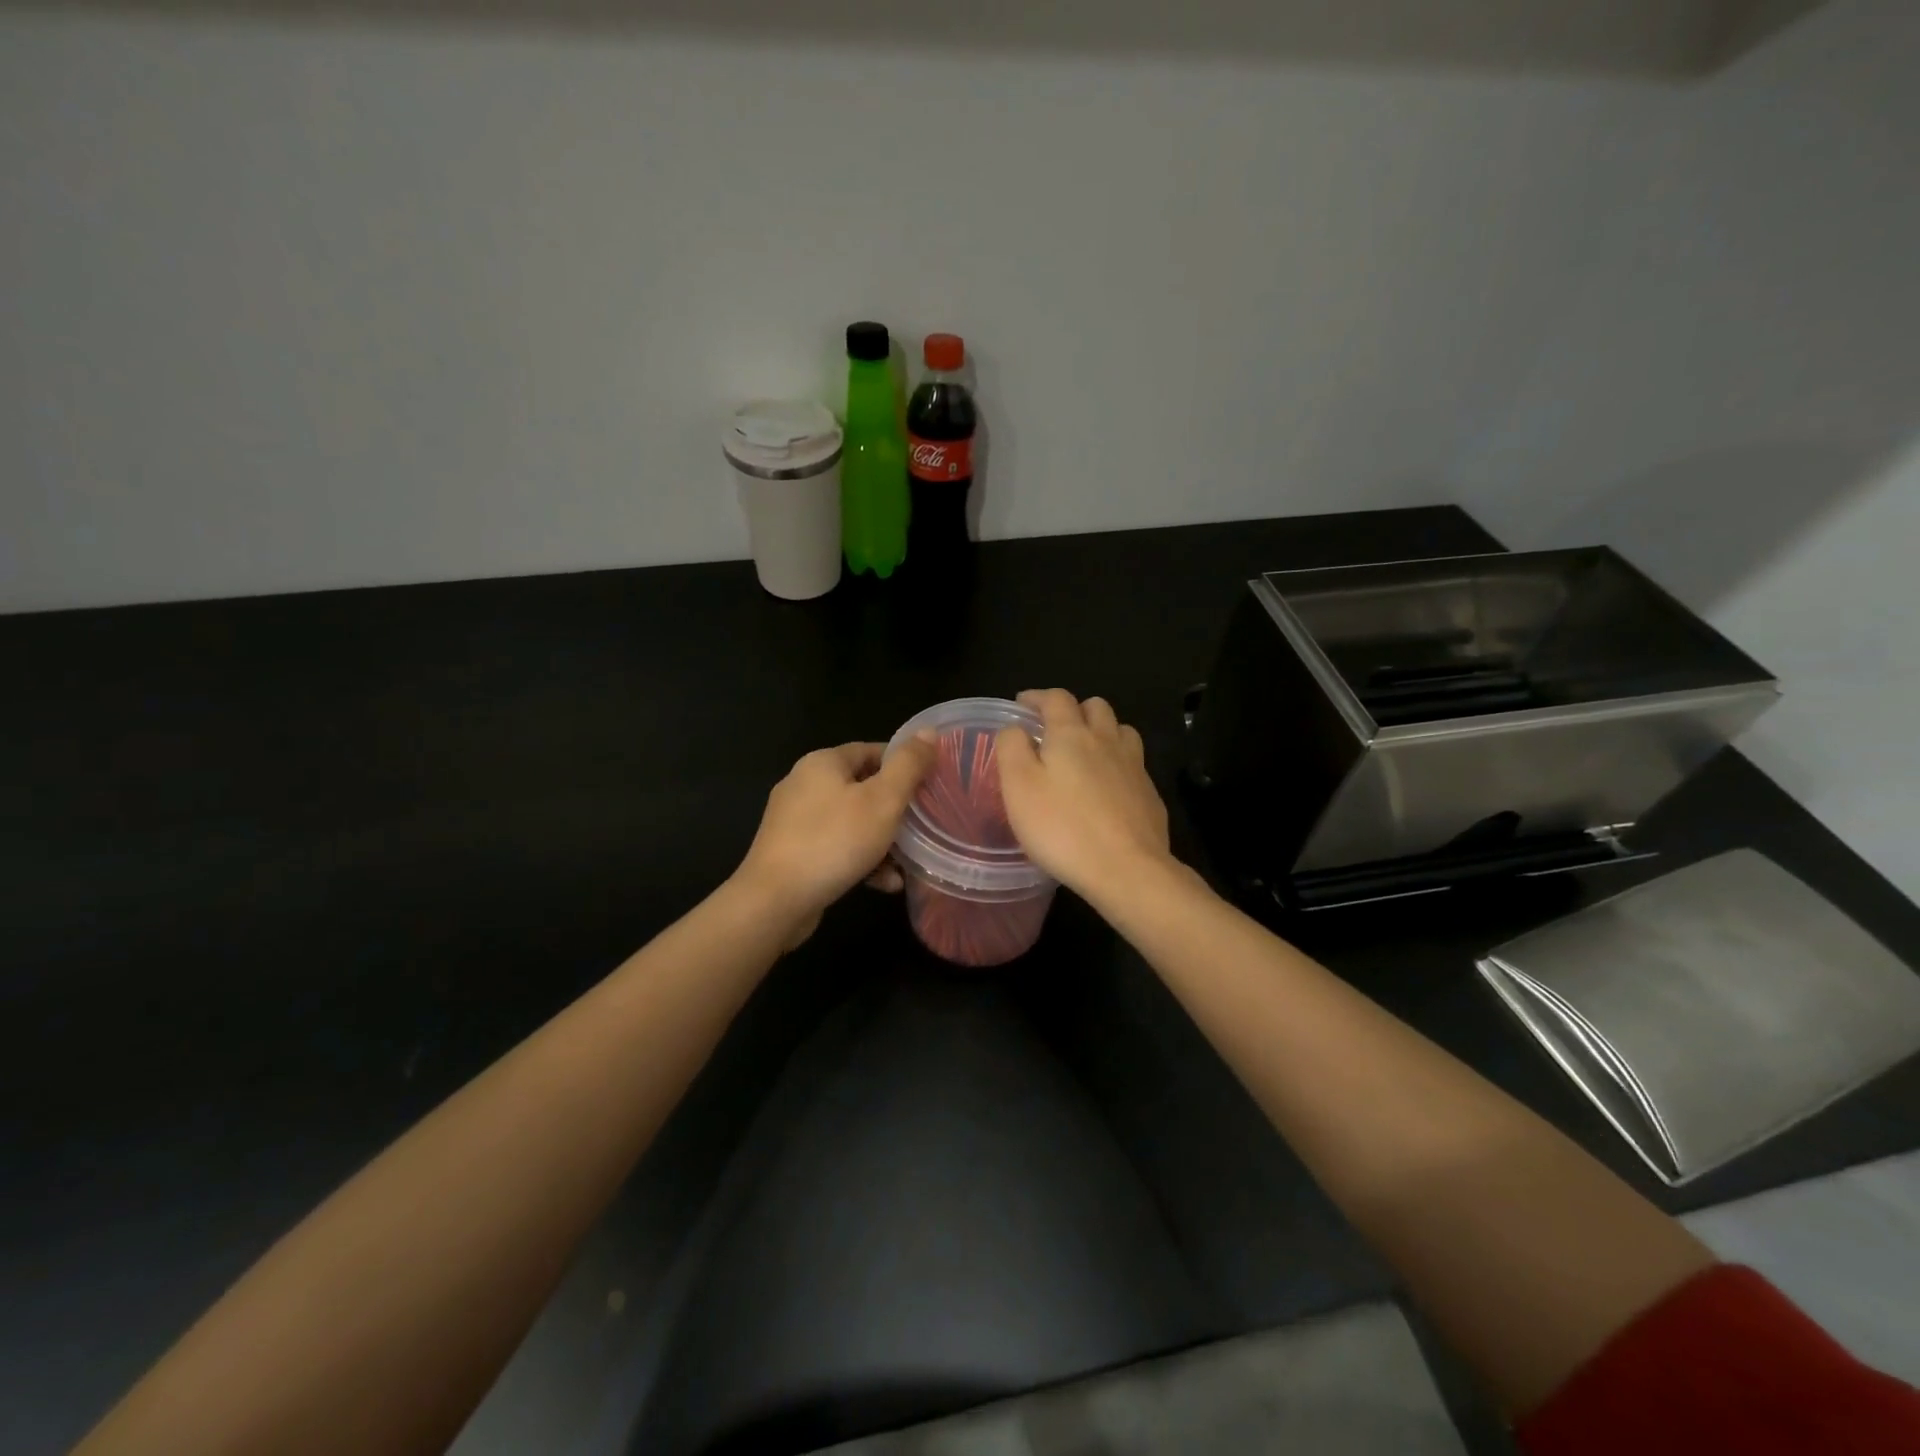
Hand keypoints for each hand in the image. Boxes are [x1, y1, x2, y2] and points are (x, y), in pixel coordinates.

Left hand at [734, 737, 936, 946]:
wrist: (775, 901)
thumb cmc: (834, 841)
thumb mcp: (883, 800)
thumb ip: (908, 765)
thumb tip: (928, 732)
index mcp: (823, 762)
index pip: (873, 751)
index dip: (905, 765)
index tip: (931, 787)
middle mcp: (804, 784)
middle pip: (863, 787)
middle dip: (895, 809)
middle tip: (923, 827)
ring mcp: (794, 820)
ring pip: (851, 821)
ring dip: (882, 841)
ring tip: (907, 864)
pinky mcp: (792, 852)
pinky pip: (836, 847)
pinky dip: (861, 859)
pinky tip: (884, 883)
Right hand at [995, 689, 1172, 900]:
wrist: (1127, 868)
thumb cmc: (1062, 827)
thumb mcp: (1018, 786)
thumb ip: (1012, 748)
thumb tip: (1015, 728)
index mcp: (1071, 734)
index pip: (1055, 698)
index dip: (1036, 697)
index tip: (1022, 705)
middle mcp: (1106, 740)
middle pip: (1095, 706)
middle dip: (1073, 709)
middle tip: (1054, 729)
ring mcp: (1134, 766)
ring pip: (1120, 730)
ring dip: (1101, 730)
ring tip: (1085, 751)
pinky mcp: (1149, 793)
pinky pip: (1133, 763)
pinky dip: (1117, 762)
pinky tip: (1107, 786)